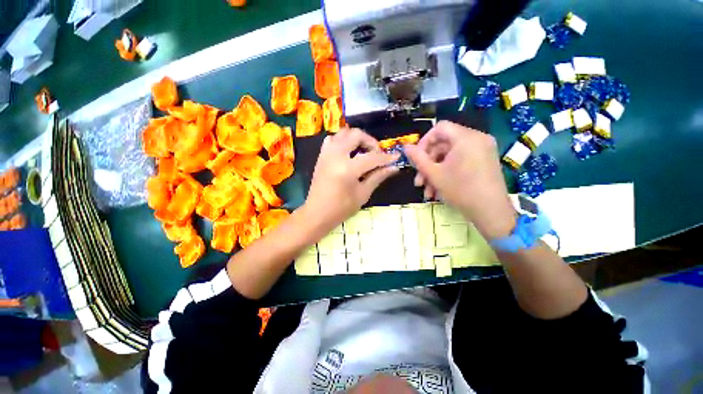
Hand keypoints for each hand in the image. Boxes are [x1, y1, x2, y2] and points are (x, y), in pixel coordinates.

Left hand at [303, 128, 398, 232]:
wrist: (317, 214)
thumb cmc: (341, 209)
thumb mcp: (362, 194)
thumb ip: (377, 177)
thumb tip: (393, 167)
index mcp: (347, 169)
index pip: (372, 157)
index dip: (386, 157)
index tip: (396, 157)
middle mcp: (335, 156)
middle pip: (356, 135)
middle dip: (370, 141)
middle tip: (377, 154)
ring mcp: (326, 154)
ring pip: (343, 133)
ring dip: (356, 138)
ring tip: (363, 151)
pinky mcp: (321, 156)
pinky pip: (333, 139)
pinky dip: (343, 141)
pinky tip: (349, 153)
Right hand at [404, 121, 515, 239]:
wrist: (491, 211)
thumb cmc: (461, 190)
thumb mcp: (434, 174)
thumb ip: (418, 158)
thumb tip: (406, 147)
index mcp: (466, 137)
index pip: (439, 128)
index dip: (424, 141)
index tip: (416, 158)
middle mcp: (477, 139)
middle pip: (444, 144)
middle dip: (428, 163)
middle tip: (419, 180)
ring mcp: (483, 150)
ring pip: (450, 156)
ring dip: (435, 172)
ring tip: (427, 190)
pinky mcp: (484, 161)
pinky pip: (460, 161)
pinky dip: (448, 172)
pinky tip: (438, 190)